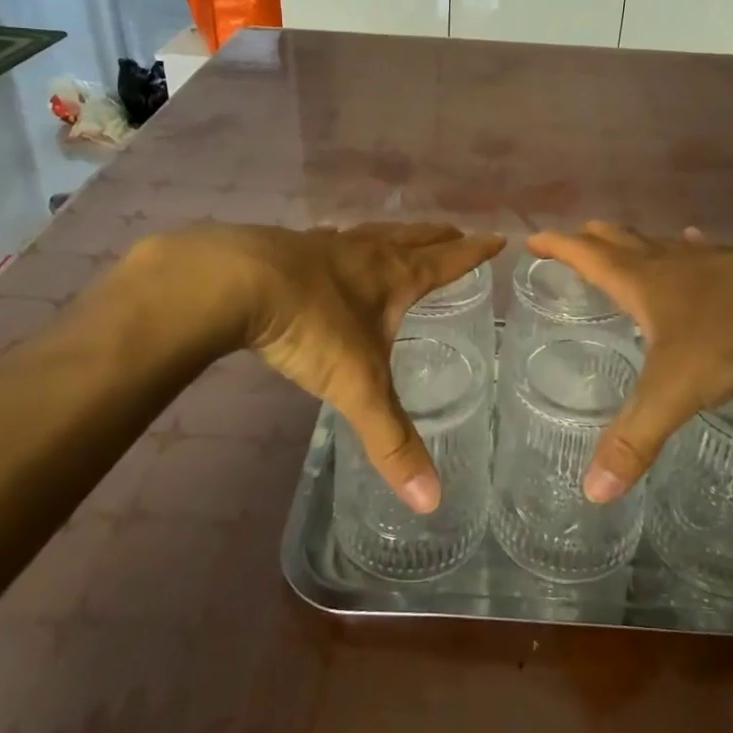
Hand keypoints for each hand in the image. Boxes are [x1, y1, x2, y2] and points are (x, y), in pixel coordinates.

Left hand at [170, 222, 502, 512]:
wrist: (235, 283)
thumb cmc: (311, 327)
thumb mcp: (358, 388)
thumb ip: (392, 440)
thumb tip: (431, 500)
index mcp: (394, 277)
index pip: (447, 261)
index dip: (475, 252)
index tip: (498, 237)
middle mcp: (366, 252)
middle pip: (413, 238)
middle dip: (439, 237)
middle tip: (457, 231)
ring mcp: (326, 246)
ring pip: (372, 233)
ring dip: (395, 234)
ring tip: (402, 235)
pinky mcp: (288, 247)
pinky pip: (328, 240)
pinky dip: (343, 240)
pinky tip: (331, 244)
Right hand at [525, 223, 732, 501]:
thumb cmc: (731, 342)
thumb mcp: (673, 394)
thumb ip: (634, 440)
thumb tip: (593, 492)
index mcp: (643, 284)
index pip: (587, 256)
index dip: (558, 246)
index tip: (533, 239)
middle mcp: (670, 265)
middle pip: (621, 241)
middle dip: (593, 239)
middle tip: (575, 236)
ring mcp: (709, 263)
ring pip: (661, 244)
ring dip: (637, 241)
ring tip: (624, 239)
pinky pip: (706, 251)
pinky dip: (690, 246)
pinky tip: (695, 240)